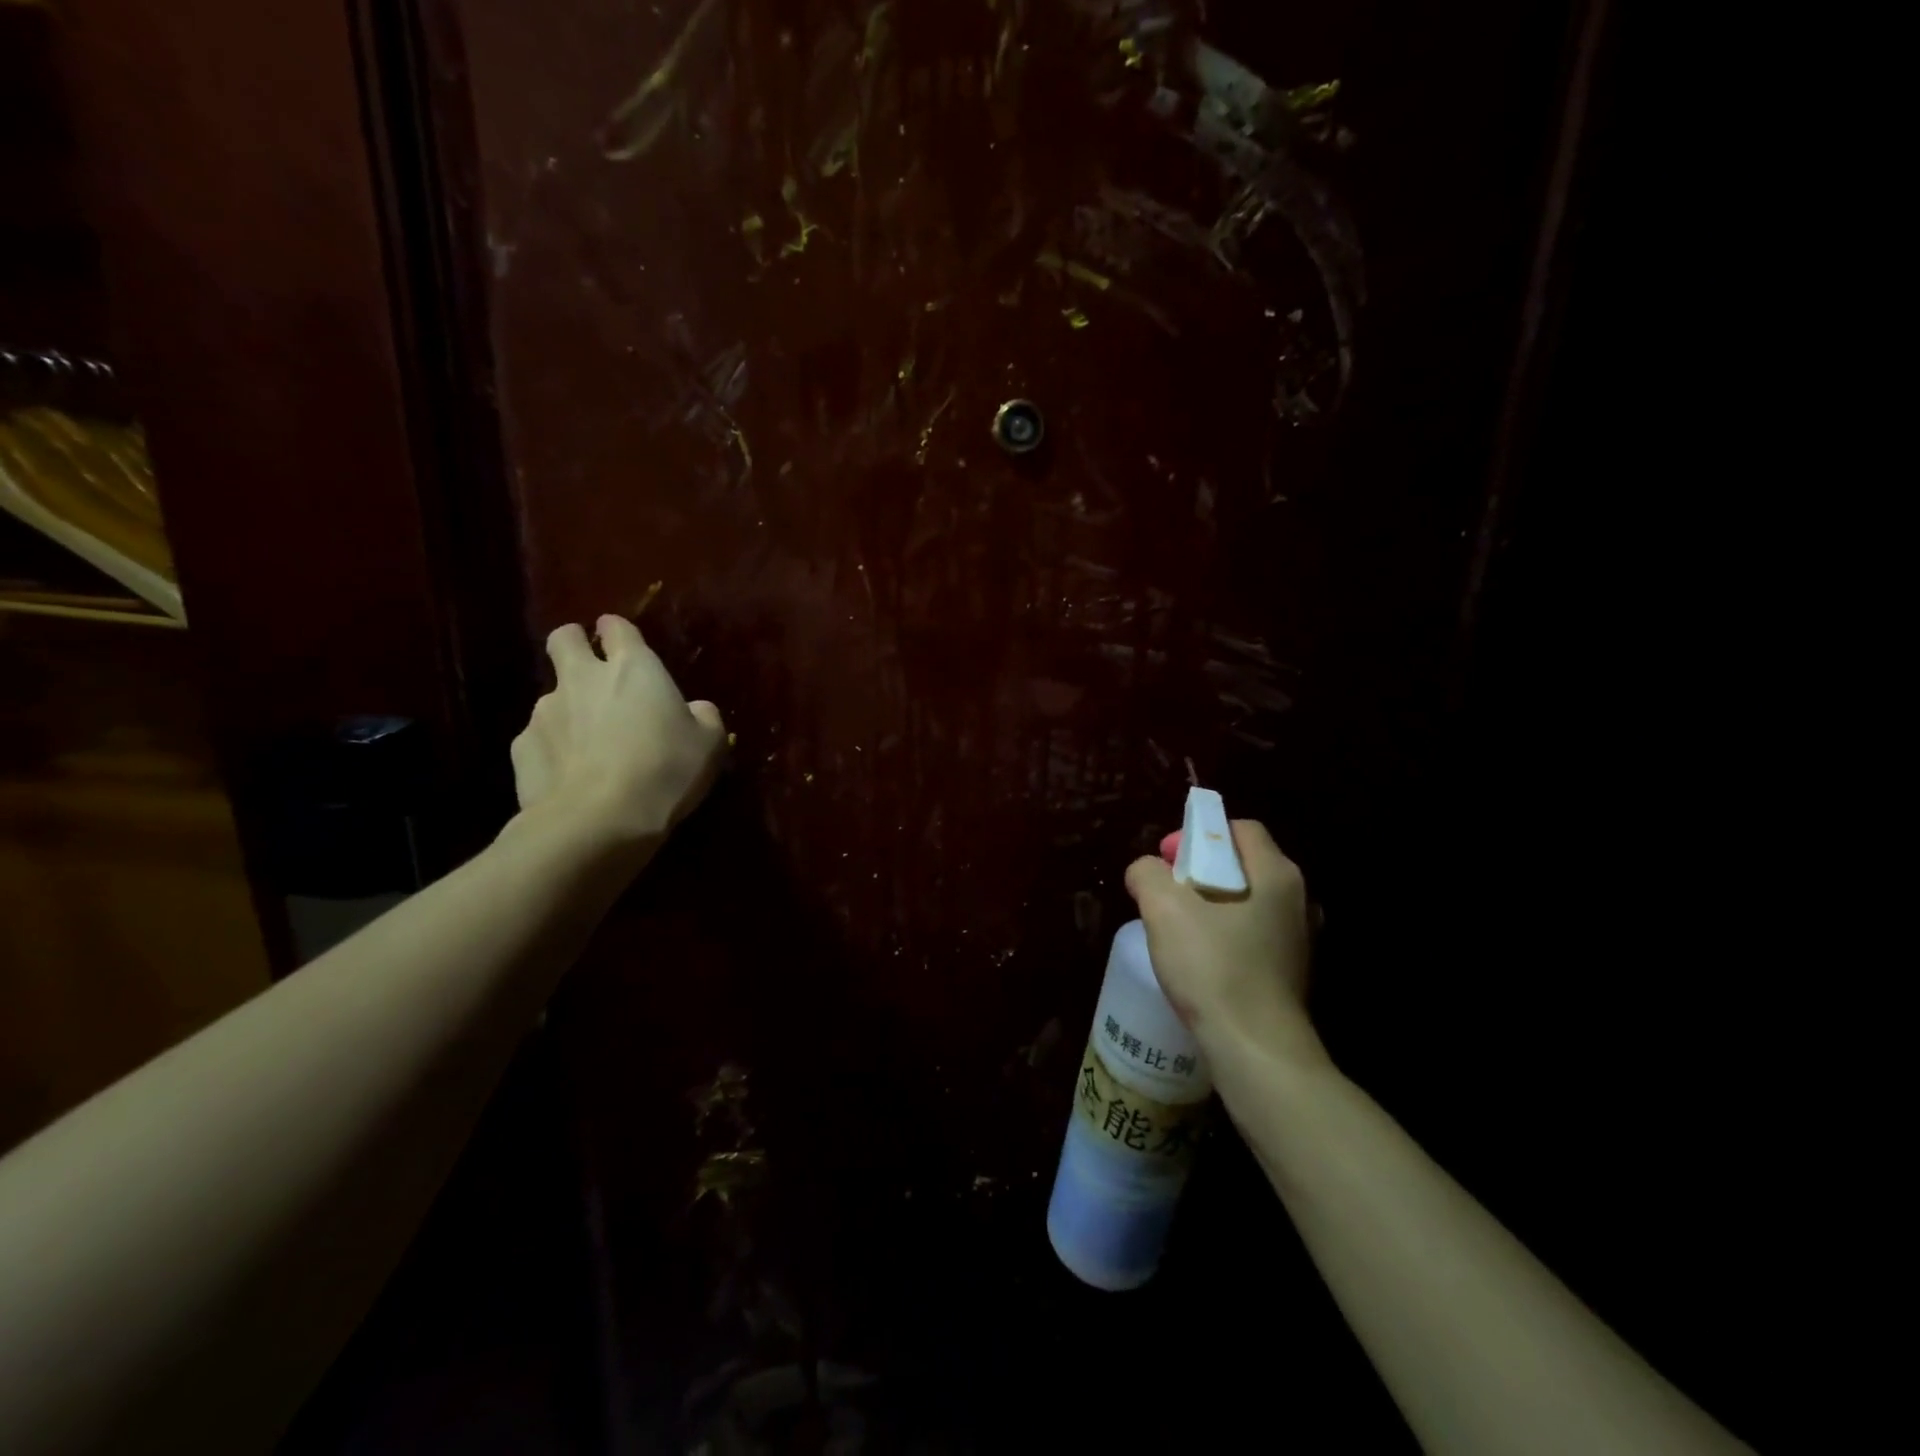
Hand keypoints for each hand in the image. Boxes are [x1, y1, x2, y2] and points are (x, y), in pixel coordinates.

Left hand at [510, 615, 726, 852]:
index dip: (618, 631)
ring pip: (552, 696)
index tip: (623, 642)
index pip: (617, 627)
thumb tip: (696, 709)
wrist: (599, 820)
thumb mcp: (709, 744)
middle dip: (573, 645)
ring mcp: (545, 712)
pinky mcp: (521, 748)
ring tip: (589, 746)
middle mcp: (583, 678)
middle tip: (591, 669)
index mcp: (634, 668)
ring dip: (569, 709)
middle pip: (564, 640)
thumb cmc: (665, 770)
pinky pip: (538, 739)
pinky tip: (571, 776)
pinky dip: (553, 750)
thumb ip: (703, 717)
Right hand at [1124, 821, 1323, 1069]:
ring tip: (1178, 930)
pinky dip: (1225, 937)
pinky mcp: (1291, 973)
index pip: (1239, 828)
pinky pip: (1252, 936)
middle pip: (1242, 864)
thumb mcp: (1164, 908)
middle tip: (1167, 894)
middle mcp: (1297, 900)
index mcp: (1276, 874)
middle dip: (1199, 871)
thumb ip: (1148, 874)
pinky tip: (1200, 962)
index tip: (1167, 860)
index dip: (1199, 834)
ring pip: (1246, 902)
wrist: (1256, 1050)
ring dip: (1210, 906)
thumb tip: (1147, 871)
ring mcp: (1300, 939)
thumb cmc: (1213, 967)